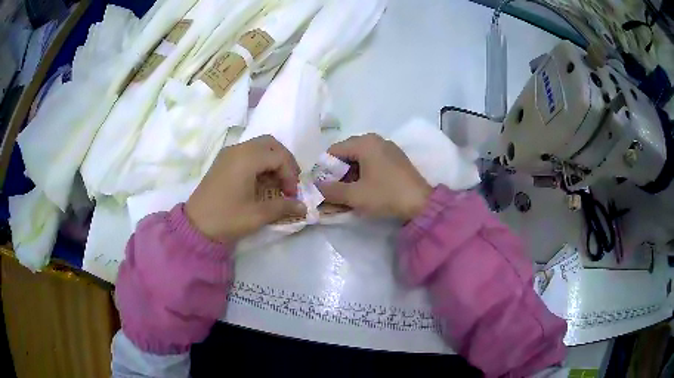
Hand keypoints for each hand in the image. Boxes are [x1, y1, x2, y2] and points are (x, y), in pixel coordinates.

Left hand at [186, 135, 306, 241]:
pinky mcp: (223, 160)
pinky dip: (260, 161)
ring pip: (259, 146)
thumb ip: (283, 207)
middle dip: (284, 161)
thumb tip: (303, 207)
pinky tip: (261, 181)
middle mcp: (238, 149)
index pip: (279, 156)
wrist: (195, 226)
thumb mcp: (257, 215)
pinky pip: (248, 152)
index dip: (291, 174)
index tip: (292, 194)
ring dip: (273, 160)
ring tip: (277, 182)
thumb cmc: (226, 219)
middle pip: (270, 144)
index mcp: (246, 159)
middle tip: (289, 182)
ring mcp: (229, 153)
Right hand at [318, 134, 431, 220]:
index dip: (324, 169)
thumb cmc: (386, 195)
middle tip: (334, 191)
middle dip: (337, 172)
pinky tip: (364, 189)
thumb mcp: (354, 195)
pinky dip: (363, 173)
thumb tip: (316, 187)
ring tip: (349, 193)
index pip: (333, 150)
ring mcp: (387, 147)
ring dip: (350, 174)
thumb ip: (330, 190)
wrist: (421, 203)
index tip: (322, 186)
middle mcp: (375, 139)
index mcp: (364, 142)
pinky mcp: (395, 158)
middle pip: (346, 153)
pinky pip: (372, 161)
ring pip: (359, 158)